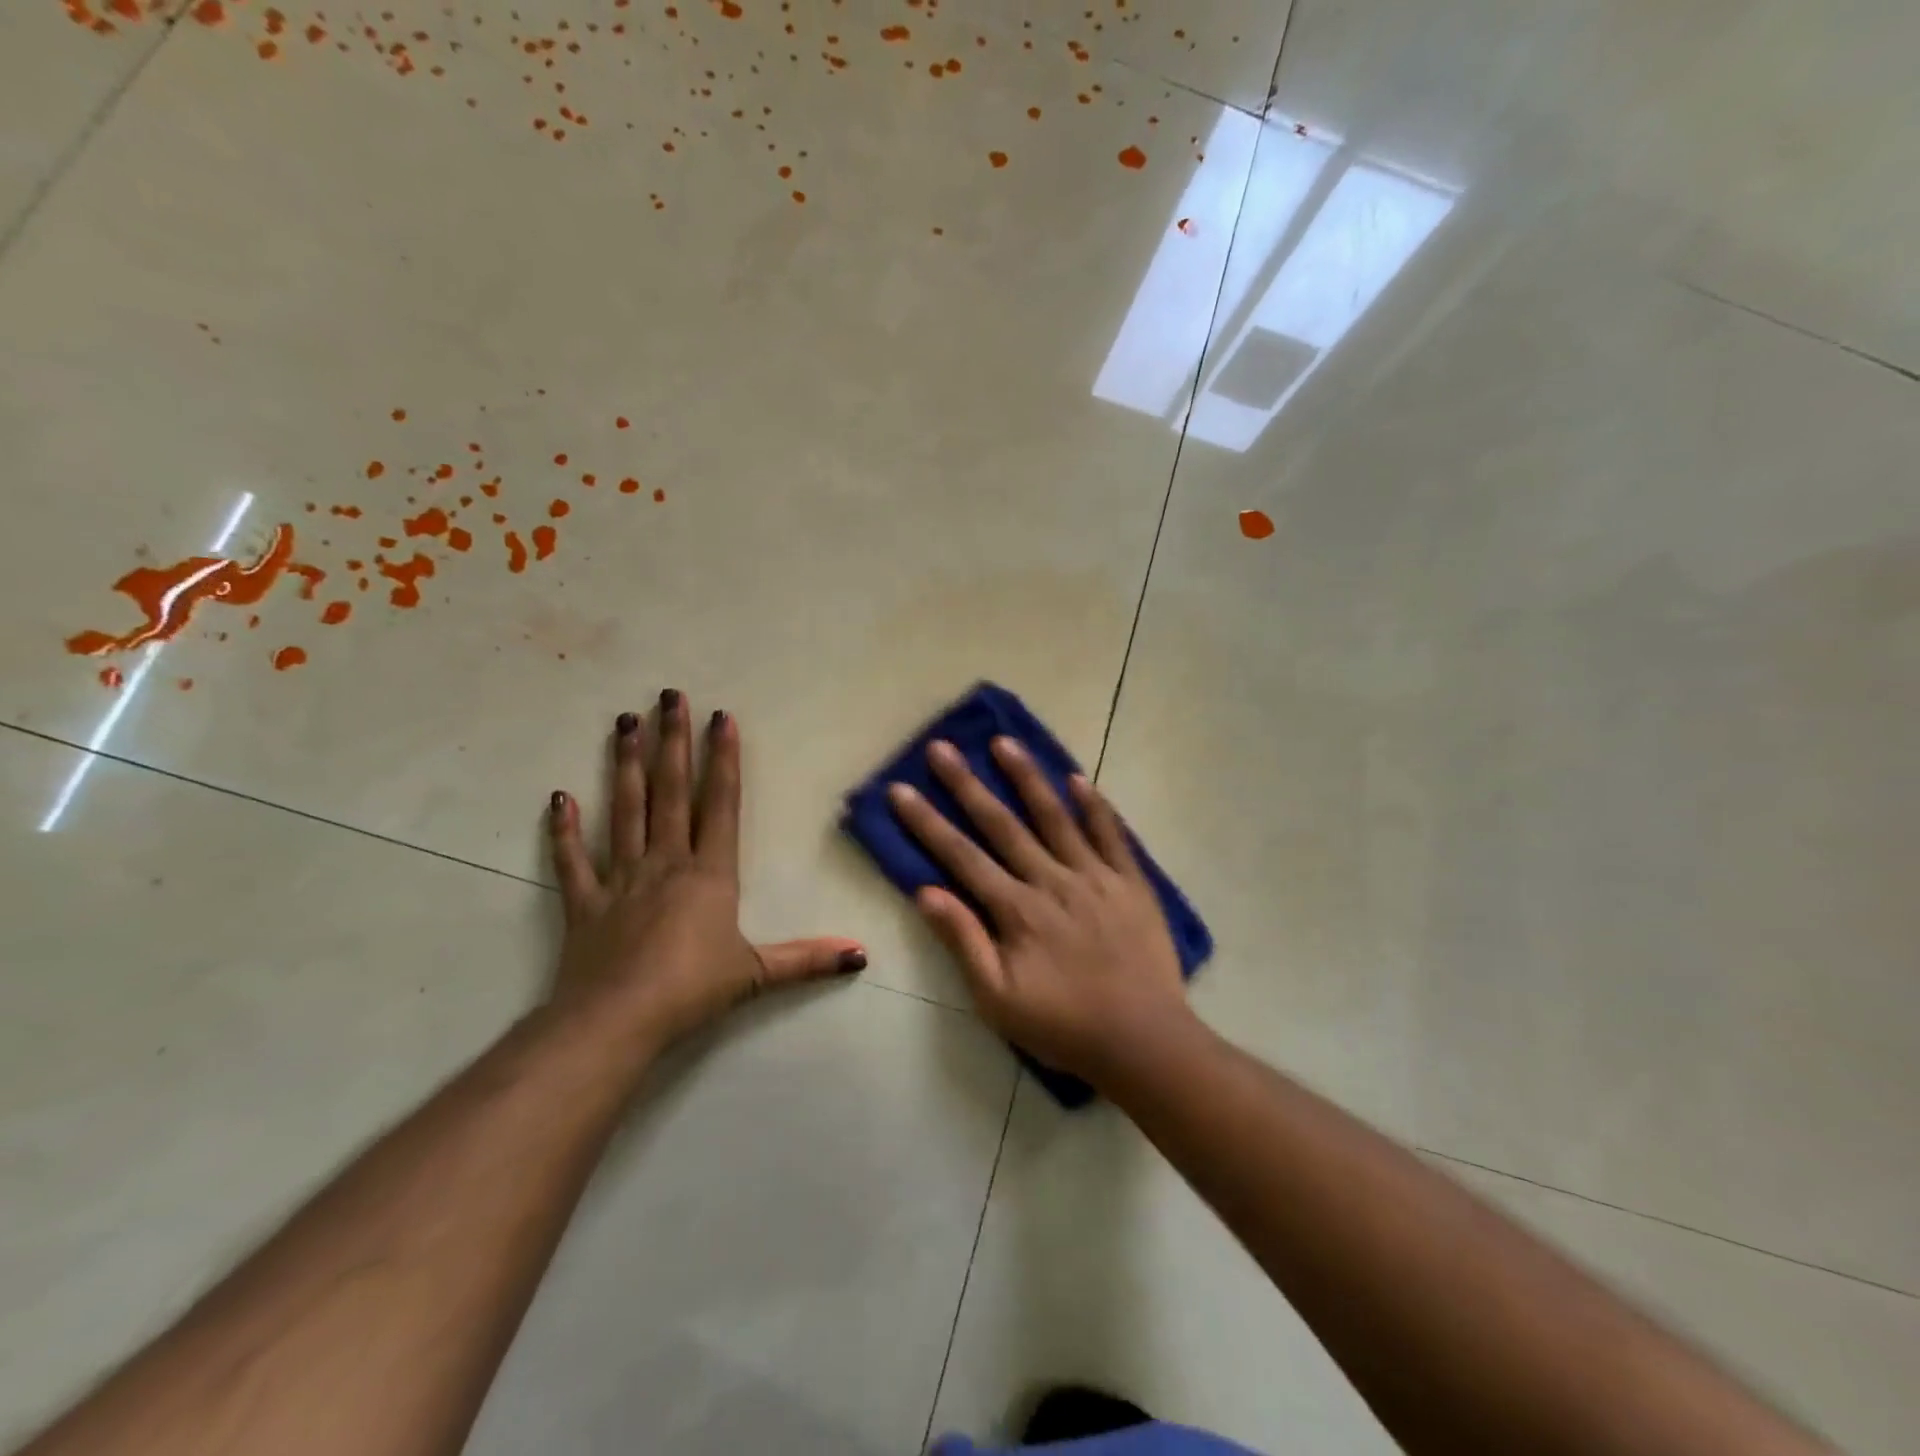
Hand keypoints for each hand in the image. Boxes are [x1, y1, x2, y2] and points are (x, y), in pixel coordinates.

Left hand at [548, 691, 865, 1053]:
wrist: (617, 1020)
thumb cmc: (692, 990)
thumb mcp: (758, 974)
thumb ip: (809, 960)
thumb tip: (862, 955)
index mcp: (709, 874)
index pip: (719, 804)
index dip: (722, 760)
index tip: (720, 718)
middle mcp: (666, 863)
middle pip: (669, 792)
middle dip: (673, 742)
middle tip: (669, 696)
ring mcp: (621, 879)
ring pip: (624, 811)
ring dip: (625, 765)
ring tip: (624, 721)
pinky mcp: (585, 903)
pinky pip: (573, 861)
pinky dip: (564, 831)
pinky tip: (559, 798)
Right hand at [887, 737, 1193, 1086]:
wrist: (1145, 1042)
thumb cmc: (1064, 1026)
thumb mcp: (998, 999)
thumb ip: (964, 941)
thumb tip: (926, 892)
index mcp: (1016, 909)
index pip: (961, 855)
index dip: (927, 821)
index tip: (901, 788)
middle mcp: (1051, 880)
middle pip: (1001, 824)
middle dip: (967, 784)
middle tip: (942, 748)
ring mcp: (1095, 876)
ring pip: (1055, 816)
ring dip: (1026, 777)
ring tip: (1004, 742)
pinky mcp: (1131, 882)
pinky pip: (1111, 834)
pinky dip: (1094, 805)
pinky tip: (1078, 778)